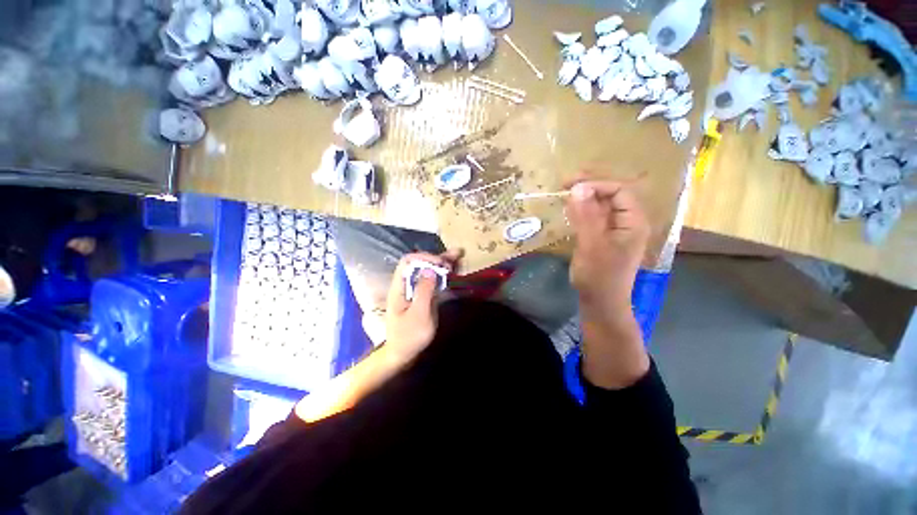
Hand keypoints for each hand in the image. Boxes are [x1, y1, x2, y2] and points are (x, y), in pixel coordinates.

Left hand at [383, 249, 462, 361]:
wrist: (403, 354)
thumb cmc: (409, 337)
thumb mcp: (418, 315)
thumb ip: (424, 291)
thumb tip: (429, 269)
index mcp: (399, 287)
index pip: (408, 262)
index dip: (425, 258)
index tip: (441, 264)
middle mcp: (406, 285)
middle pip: (419, 264)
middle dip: (436, 258)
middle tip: (456, 255)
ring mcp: (413, 290)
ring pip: (426, 271)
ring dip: (441, 263)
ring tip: (457, 255)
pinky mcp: (421, 296)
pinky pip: (431, 280)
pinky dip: (441, 273)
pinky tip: (451, 269)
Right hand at [565, 177, 650, 388]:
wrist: (600, 303)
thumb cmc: (599, 276)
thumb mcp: (591, 245)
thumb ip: (586, 216)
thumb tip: (578, 188)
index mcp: (633, 221)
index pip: (619, 190)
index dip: (596, 184)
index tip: (570, 186)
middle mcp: (628, 222)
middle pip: (612, 195)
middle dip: (589, 187)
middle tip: (564, 186)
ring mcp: (617, 230)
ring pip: (602, 206)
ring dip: (584, 198)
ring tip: (564, 196)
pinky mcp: (605, 238)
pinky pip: (595, 217)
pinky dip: (582, 211)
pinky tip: (570, 212)